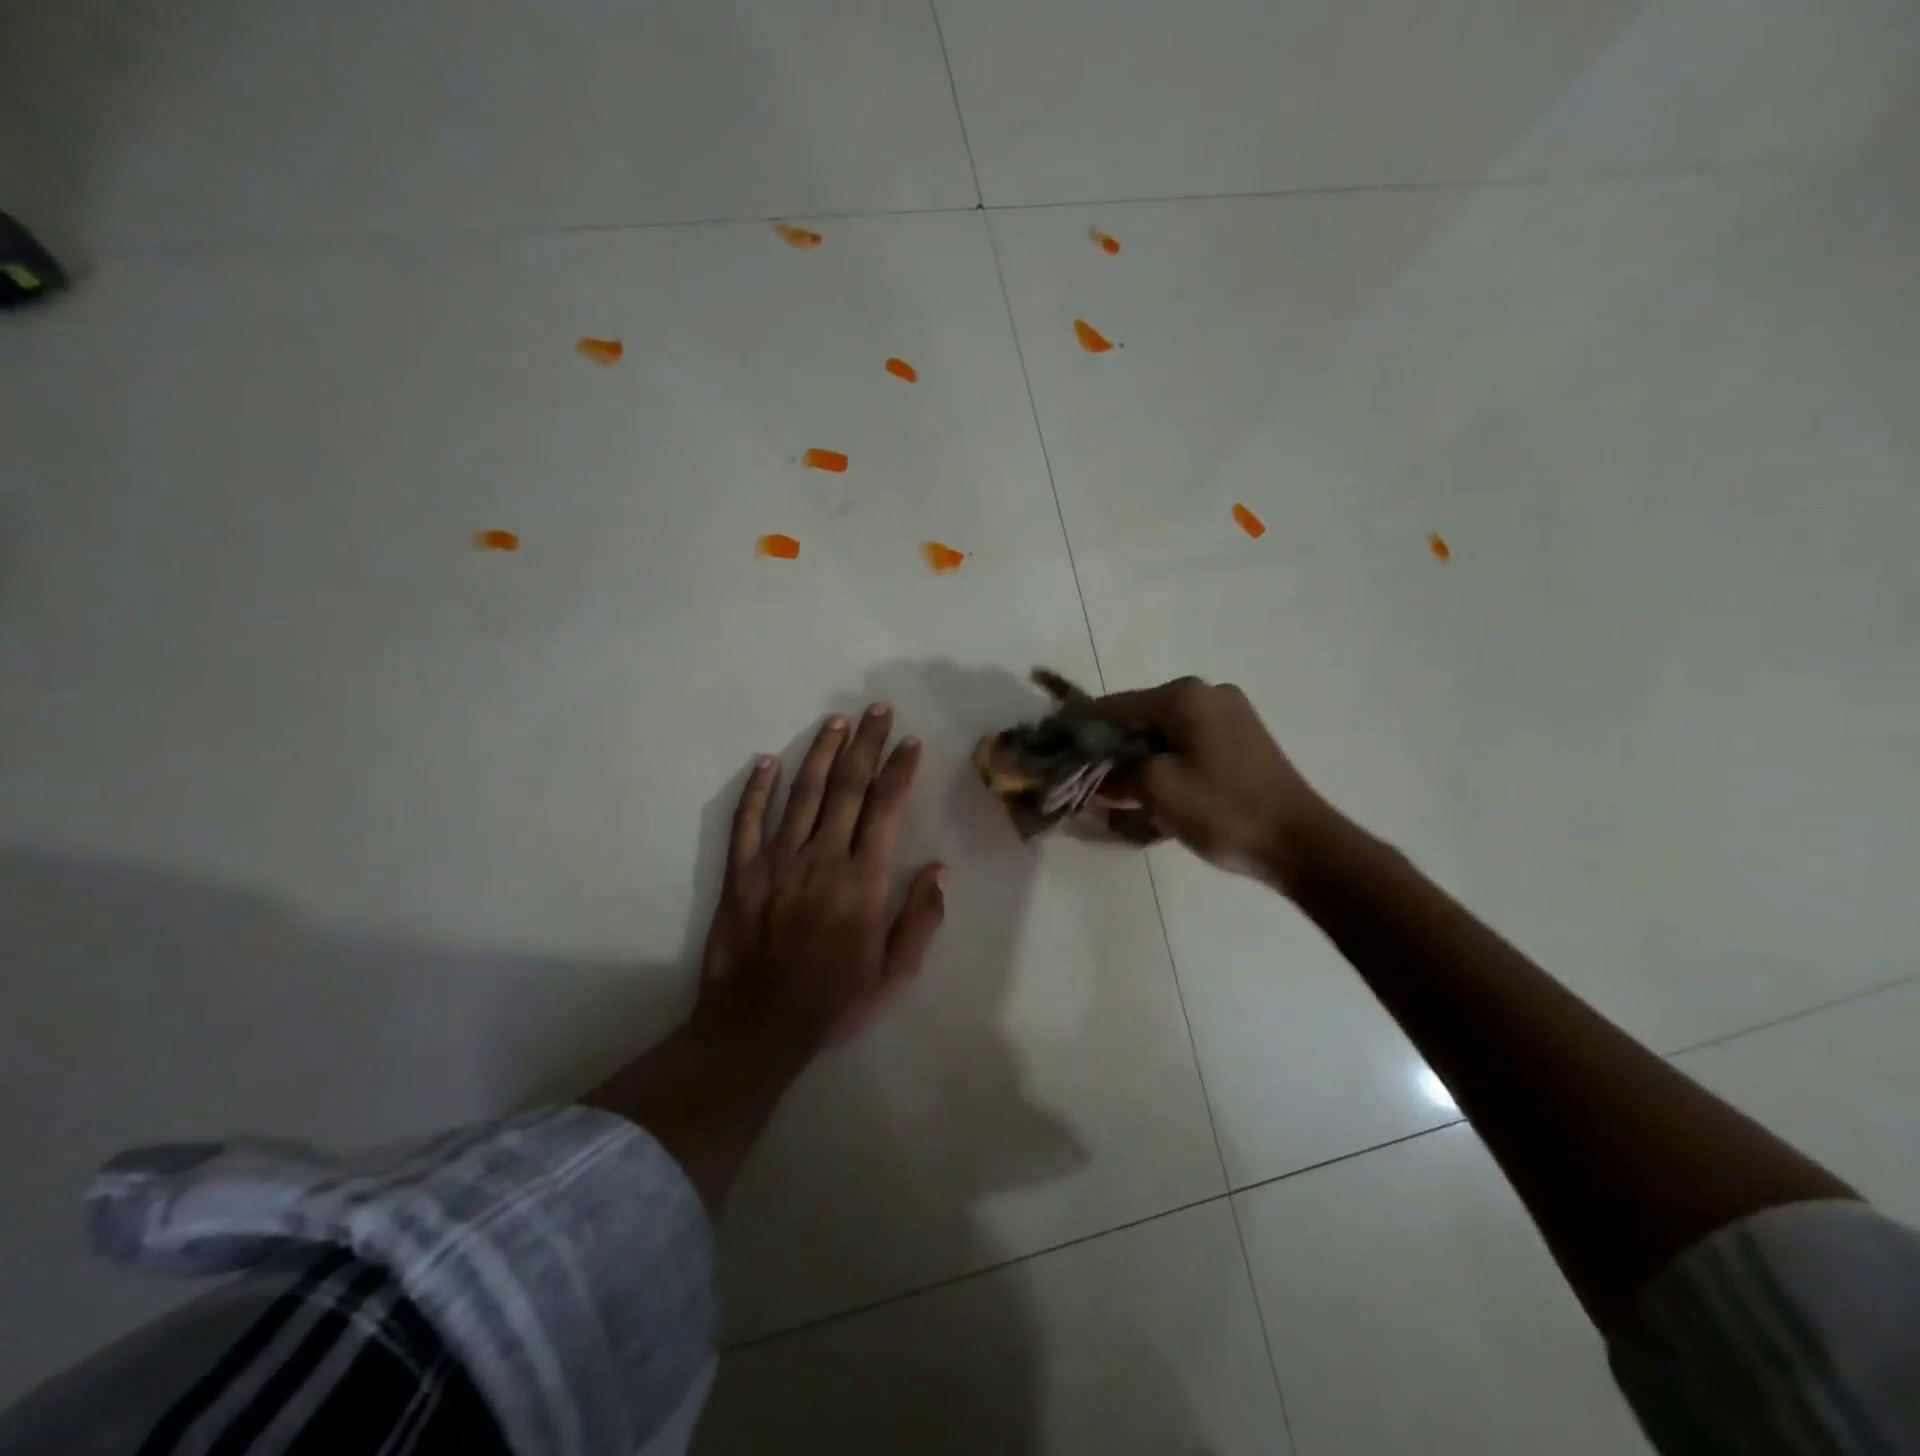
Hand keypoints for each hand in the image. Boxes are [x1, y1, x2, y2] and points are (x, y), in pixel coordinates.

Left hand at [695, 703, 947, 1052]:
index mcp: (863, 880)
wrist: (758, 1025)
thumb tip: (940, 869)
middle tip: (877, 710)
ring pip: (803, 792)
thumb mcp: (894, 973)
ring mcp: (777, 860)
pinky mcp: (741, 871)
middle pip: (849, 787)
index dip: (900, 770)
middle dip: (866, 744)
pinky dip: (757, 787)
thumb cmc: (834, 1000)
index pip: (886, 808)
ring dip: (822, 752)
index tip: (910, 742)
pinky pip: (747, 819)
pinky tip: (768, 760)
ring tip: (837, 722)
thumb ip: (920, 919)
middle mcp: (823, 857)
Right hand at [1096, 677, 1335, 889]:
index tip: (1058, 757)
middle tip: (1091, 787)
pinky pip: (1188, 747)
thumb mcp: (1155, 790)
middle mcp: (1207, 694)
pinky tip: (1157, 798)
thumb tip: (1095, 775)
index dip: (1081, 732)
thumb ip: (1115, 774)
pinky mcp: (1241, 741)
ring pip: (1163, 736)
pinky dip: (1167, 767)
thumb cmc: (1223, 810)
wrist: (1300, 843)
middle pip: (1139, 720)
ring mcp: (1229, 716)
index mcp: (1184, 695)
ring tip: (1121, 799)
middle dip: (1112, 752)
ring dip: (1139, 764)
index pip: (1113, 707)